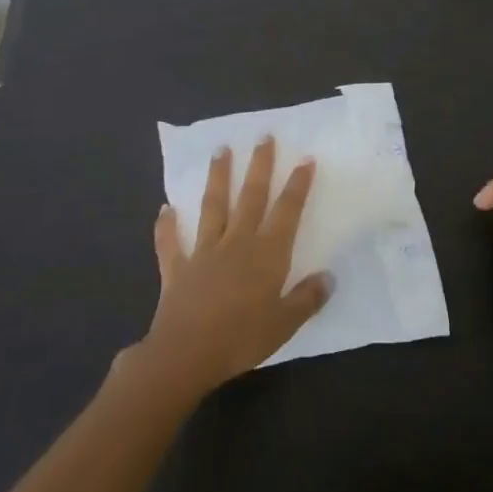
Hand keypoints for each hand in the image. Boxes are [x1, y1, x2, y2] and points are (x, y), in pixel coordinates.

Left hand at [137, 137, 332, 398]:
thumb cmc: (242, 338)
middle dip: (259, 166)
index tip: (305, 158)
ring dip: (217, 178)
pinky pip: (171, 243)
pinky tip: (165, 209)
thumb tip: (328, 277)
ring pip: (213, 207)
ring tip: (220, 150)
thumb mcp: (285, 323)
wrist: (186, 354)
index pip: (287, 211)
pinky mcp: (178, 268)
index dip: (297, 185)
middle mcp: (237, 242)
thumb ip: (307, 298)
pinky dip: (167, 226)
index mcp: (267, 253)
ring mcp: (204, 252)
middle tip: (263, 136)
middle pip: (251, 196)